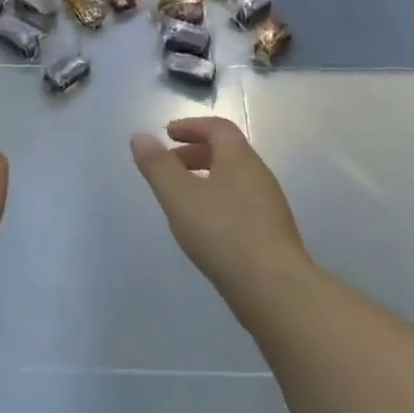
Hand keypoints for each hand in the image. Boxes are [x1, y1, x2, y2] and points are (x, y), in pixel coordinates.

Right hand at [130, 117, 309, 293]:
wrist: (273, 286)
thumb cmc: (222, 232)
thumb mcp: (179, 196)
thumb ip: (158, 166)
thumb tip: (140, 136)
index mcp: (240, 158)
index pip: (218, 128)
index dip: (191, 126)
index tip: (167, 134)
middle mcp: (259, 174)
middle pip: (227, 152)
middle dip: (195, 152)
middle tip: (169, 165)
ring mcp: (269, 204)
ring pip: (234, 178)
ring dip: (206, 177)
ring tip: (182, 198)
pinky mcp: (271, 231)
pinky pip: (240, 202)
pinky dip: (218, 200)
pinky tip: (205, 226)